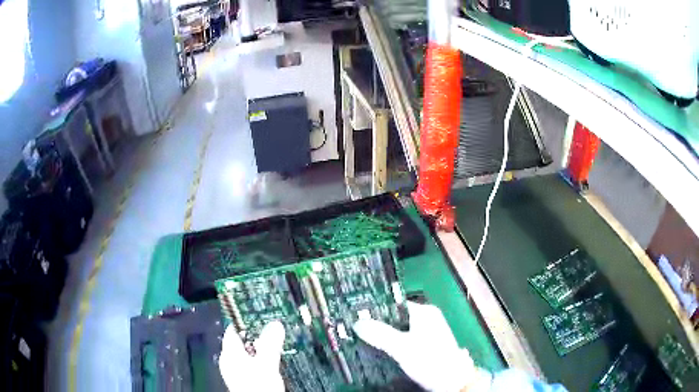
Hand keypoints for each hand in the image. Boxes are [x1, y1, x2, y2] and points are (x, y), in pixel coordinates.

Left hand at [218, 321, 285, 391]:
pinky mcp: (245, 379)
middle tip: (273, 327)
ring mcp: (237, 371)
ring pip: (249, 353)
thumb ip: (270, 344)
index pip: (233, 329)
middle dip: (257, 334)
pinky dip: (262, 359)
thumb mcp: (266, 364)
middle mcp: (230, 361)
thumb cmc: (257, 387)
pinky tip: (274, 360)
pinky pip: (252, 363)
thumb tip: (275, 324)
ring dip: (261, 347)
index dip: (246, 321)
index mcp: (229, 354)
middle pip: (242, 341)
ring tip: (277, 341)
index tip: (260, 314)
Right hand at [353, 302, 492, 391]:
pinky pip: (404, 340)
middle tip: (356, 329)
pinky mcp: (426, 346)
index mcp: (425, 312)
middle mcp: (427, 319)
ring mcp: (428, 333)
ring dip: (384, 335)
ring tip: (363, 339)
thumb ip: (379, 334)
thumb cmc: (430, 360)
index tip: (357, 314)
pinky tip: (380, 351)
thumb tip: (358, 323)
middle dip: (377, 324)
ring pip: (399, 330)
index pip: (394, 303)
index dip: (376, 308)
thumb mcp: (402, 347)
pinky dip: (392, 344)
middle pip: (395, 317)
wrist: (451, 381)